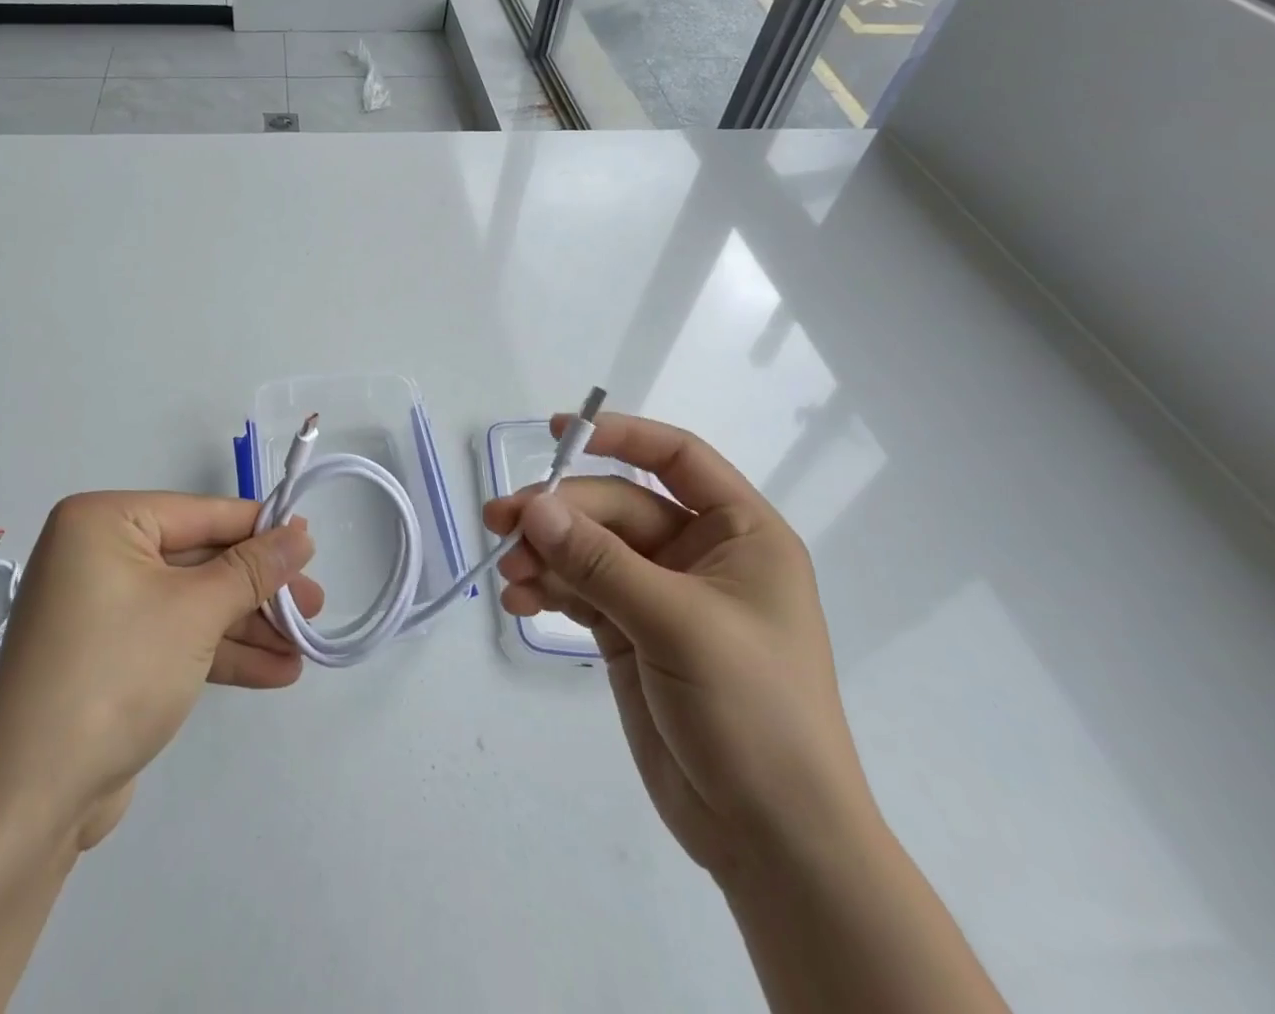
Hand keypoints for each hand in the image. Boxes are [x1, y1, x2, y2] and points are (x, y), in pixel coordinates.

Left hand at [0, 492, 320, 849]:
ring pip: (192, 603)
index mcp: (103, 522)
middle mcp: (98, 554)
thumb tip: (301, 535)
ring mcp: (103, 608)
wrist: (32, 799)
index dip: (259, 529)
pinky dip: (221, 653)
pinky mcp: (111, 656)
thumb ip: (253, 569)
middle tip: (314, 606)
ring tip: (305, 645)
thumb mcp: (196, 612)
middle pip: (199, 560)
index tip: (310, 544)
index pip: (200, 513)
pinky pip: (176, 638)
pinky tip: (276, 671)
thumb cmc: (116, 673)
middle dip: (258, 590)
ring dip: (248, 627)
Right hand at [486, 414, 875, 885]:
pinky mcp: (631, 632)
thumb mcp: (677, 624)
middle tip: (502, 524)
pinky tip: (519, 602)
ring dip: (545, 555)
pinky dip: (548, 590)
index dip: (621, 436)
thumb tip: (534, 508)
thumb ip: (601, 562)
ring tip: (508, 574)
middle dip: (559, 515)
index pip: (677, 458)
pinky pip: (580, 591)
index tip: (558, 433)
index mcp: (739, 534)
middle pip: (616, 509)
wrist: (773, 841)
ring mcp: (661, 595)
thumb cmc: (753, 713)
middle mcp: (699, 555)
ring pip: (590, 549)